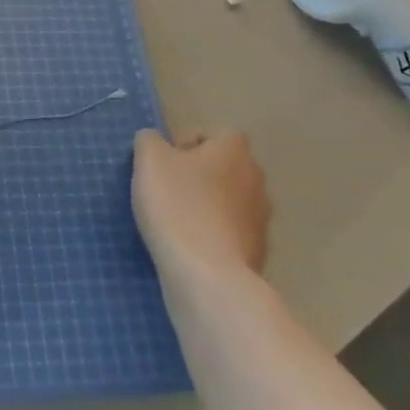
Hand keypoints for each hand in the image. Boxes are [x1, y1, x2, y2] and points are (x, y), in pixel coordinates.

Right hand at [132, 129, 270, 289]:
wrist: (207, 274)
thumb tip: (154, 141)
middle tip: (168, 189)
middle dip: (200, 175)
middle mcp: (255, 180)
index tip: (168, 162)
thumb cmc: (177, 205)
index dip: (191, 143)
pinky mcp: (258, 252)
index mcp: (234, 151)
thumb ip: (149, 140)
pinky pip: (231, 233)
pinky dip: (213, 235)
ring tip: (176, 221)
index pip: (219, 134)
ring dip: (208, 206)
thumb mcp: (149, 160)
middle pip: (225, 168)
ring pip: (229, 201)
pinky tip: (190, 247)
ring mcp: (261, 219)